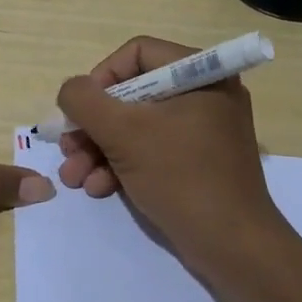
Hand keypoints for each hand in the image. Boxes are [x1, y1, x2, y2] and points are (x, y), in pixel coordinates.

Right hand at [55, 36, 287, 278]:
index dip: (100, 78)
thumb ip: (85, 101)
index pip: (136, 53)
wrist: (232, 247)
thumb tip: (71, 91)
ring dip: (97, 150)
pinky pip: (150, 150)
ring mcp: (200, 130)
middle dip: (92, 125)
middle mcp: (204, 95)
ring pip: (134, 126)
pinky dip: (120, 165)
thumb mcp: (123, 133)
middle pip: (130, 94)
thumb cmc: (181, 177)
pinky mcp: (195, 162)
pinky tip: (98, 188)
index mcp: (201, 74)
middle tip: (68, 149)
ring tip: (74, 177)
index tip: (81, 111)